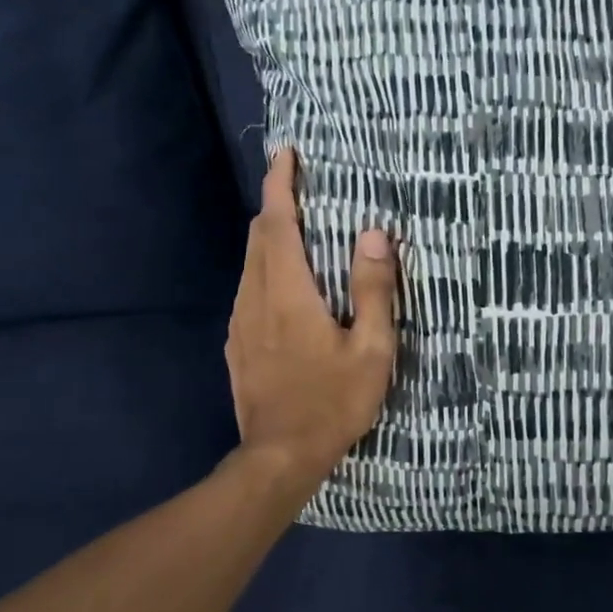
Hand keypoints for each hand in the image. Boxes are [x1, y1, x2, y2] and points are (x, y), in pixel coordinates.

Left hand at [225, 148, 399, 495]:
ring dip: (270, 239)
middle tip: (300, 190)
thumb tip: (374, 234)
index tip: (286, 155)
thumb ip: (374, 290)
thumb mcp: (371, 349)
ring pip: (250, 264)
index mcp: (288, 293)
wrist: (280, 457)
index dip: (280, 185)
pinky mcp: (237, 345)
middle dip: (275, 206)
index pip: (276, 223)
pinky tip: (286, 286)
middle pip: (258, 238)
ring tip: (299, 232)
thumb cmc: (333, 402)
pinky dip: (265, 270)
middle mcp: (256, 298)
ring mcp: (241, 323)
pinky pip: (248, 291)